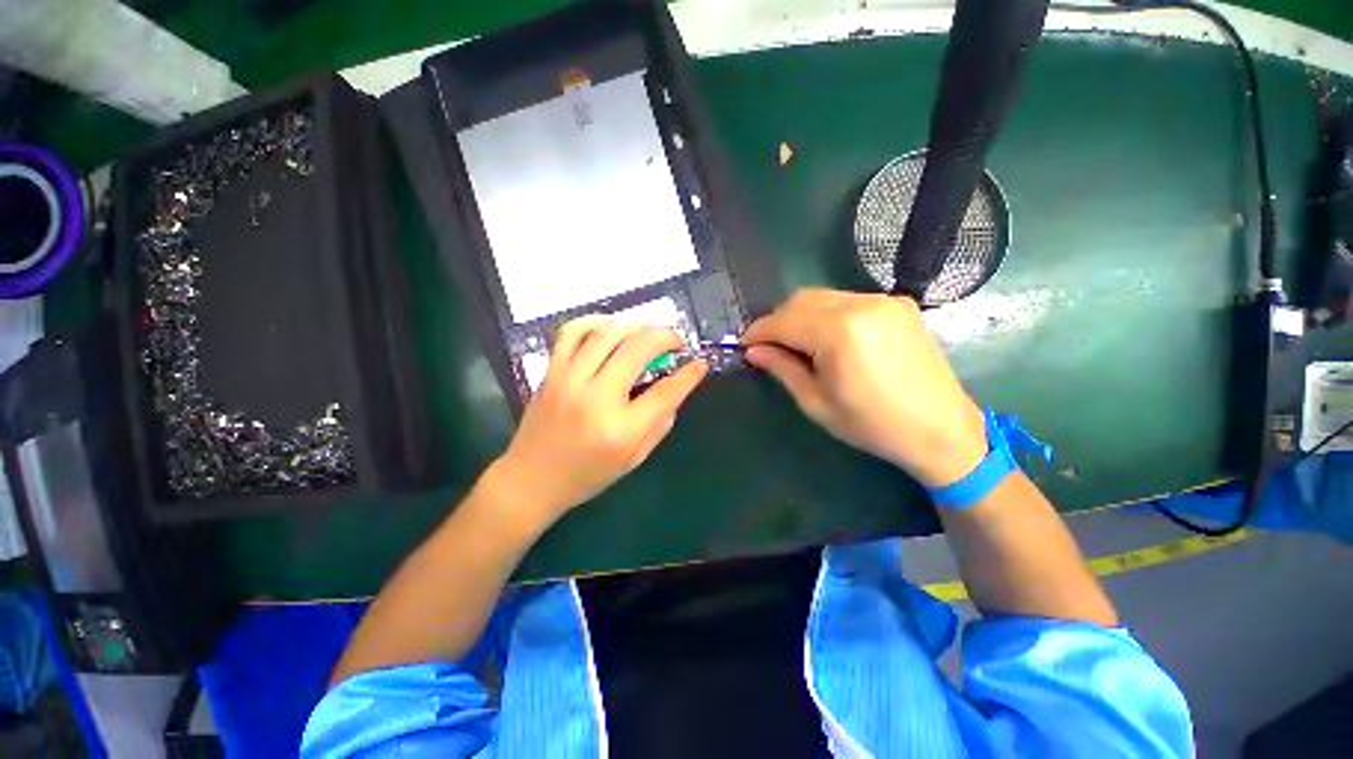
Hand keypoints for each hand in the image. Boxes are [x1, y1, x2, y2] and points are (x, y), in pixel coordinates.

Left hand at [489, 316, 708, 524]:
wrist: (531, 479)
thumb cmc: (587, 475)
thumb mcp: (633, 460)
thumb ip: (659, 425)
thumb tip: (676, 390)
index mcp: (621, 429)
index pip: (666, 392)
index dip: (690, 374)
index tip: (701, 364)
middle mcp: (596, 398)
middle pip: (638, 349)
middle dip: (666, 337)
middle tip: (676, 341)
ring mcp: (569, 379)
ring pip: (608, 333)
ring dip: (636, 325)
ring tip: (649, 332)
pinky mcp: (552, 371)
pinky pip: (572, 332)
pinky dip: (595, 322)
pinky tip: (611, 327)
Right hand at [742, 289, 985, 487]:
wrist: (942, 430)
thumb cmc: (872, 425)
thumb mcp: (817, 403)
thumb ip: (783, 369)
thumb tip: (753, 351)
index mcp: (838, 332)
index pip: (783, 321)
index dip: (759, 332)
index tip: (744, 345)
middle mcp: (860, 304)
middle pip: (801, 300)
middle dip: (778, 321)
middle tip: (769, 347)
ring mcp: (883, 300)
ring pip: (823, 297)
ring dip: (801, 316)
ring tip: (797, 344)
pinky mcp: (899, 304)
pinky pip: (848, 300)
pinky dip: (827, 314)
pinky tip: (829, 339)